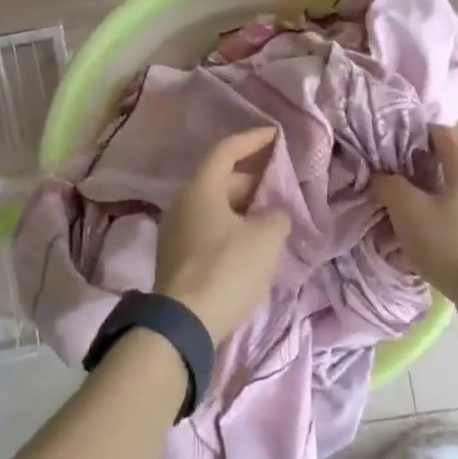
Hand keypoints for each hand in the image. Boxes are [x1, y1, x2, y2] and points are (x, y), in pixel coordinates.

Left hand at [155, 128, 290, 342]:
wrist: (184, 323)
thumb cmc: (226, 269)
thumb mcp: (265, 238)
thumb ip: (277, 216)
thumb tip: (273, 215)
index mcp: (201, 188)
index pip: (226, 151)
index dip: (252, 140)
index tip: (275, 135)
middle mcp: (183, 203)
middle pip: (220, 179)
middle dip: (252, 177)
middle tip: (280, 181)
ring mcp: (176, 230)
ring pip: (215, 206)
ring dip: (244, 205)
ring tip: (272, 212)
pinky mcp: (177, 256)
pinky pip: (209, 227)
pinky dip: (232, 225)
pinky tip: (253, 241)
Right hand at [370, 124, 457, 327]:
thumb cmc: (450, 243)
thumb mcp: (408, 210)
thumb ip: (390, 186)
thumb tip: (380, 176)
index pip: (442, 134)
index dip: (416, 133)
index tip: (391, 140)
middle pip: (447, 167)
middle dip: (418, 170)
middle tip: (389, 178)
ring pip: (452, 197)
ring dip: (427, 200)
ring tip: (401, 212)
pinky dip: (439, 223)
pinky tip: (421, 240)